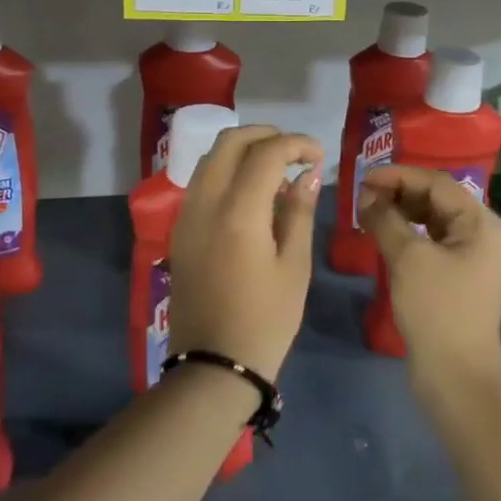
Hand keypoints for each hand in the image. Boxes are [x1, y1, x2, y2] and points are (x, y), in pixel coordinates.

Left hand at [167, 125, 323, 380]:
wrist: (214, 365)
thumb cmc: (266, 320)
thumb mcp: (294, 266)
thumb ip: (299, 212)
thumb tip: (308, 173)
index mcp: (238, 212)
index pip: (267, 153)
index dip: (296, 143)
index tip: (319, 155)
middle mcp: (205, 203)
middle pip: (230, 141)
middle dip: (266, 135)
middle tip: (296, 152)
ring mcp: (187, 215)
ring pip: (211, 158)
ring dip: (244, 151)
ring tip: (276, 170)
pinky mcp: (180, 229)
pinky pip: (202, 182)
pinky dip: (227, 171)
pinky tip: (251, 193)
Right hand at [357, 166, 500, 387]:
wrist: (456, 376)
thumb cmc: (436, 310)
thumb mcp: (408, 258)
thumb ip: (385, 218)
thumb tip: (367, 195)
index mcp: (481, 222)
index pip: (436, 183)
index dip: (398, 176)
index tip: (363, 179)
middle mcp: (482, 232)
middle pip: (436, 197)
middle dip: (399, 192)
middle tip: (362, 196)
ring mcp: (472, 254)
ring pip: (432, 218)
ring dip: (401, 211)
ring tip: (368, 212)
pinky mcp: (458, 274)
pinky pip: (431, 239)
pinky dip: (407, 232)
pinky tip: (384, 233)